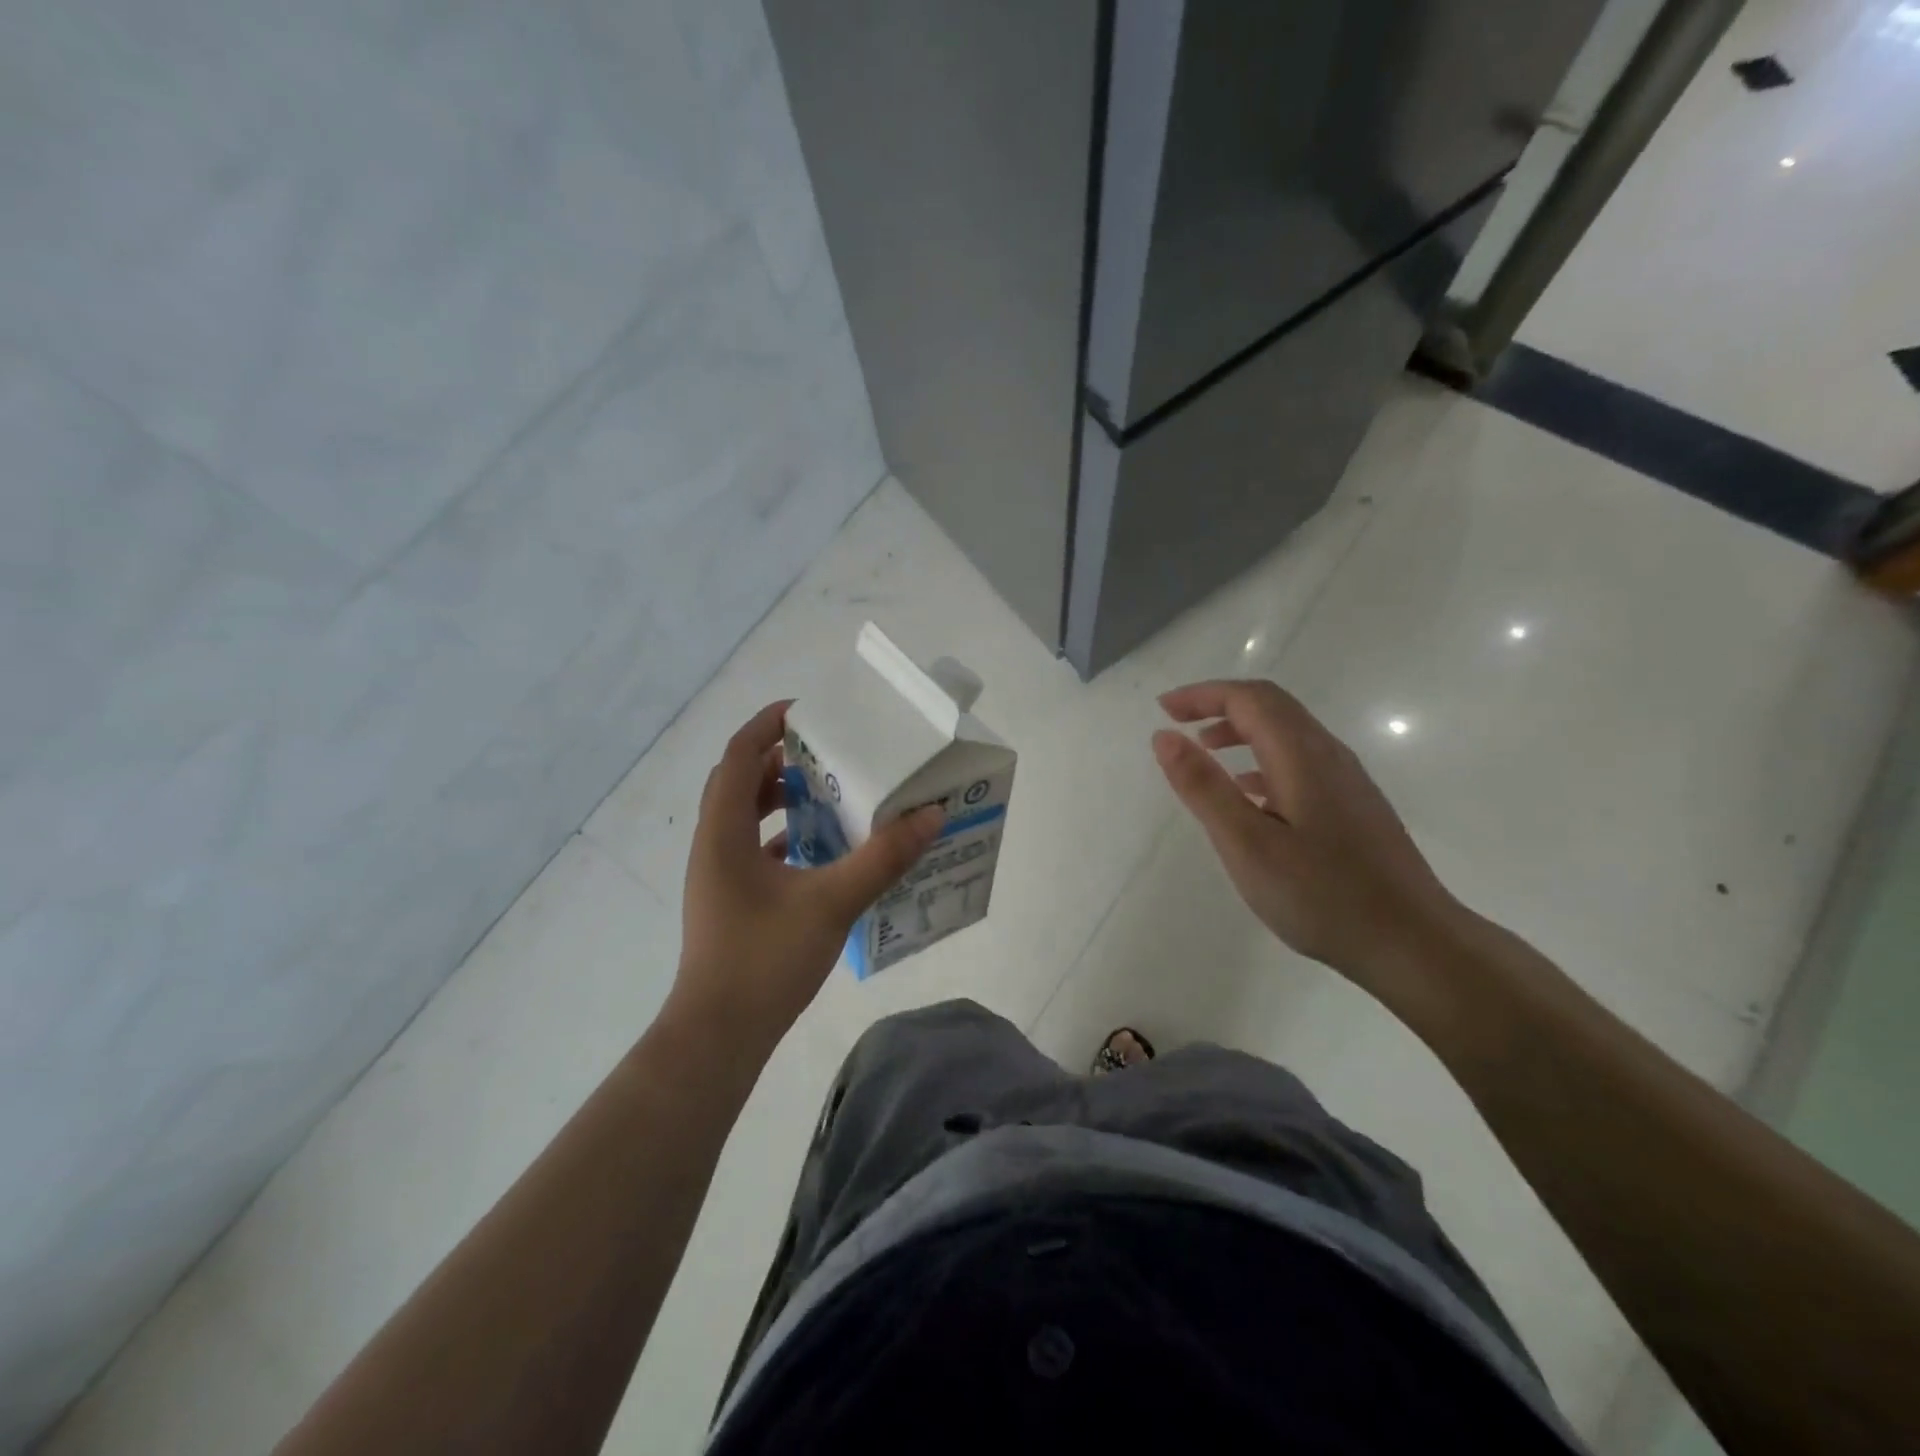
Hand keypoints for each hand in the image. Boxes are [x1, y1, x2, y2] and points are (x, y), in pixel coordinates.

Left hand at [673, 702, 943, 1047]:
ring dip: (780, 799)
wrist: (718, 1036)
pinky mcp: (728, 901)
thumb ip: (883, 857)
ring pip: (744, 817)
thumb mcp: (832, 902)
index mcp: (723, 832)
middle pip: (739, 781)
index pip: (739, 755)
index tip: (806, 712)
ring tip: (828, 796)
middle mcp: (712, 845)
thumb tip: (930, 814)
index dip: (767, 725)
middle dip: (779, 761)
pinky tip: (819, 851)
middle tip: (827, 755)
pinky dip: (781, 837)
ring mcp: (716, 876)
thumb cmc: (764, 959)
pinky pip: (751, 850)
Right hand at [1152, 679, 1465, 993]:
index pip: (1249, 699)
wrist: (1414, 945)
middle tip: (1177, 723)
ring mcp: (1348, 781)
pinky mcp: (1355, 807)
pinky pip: (1301, 761)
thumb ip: (1204, 787)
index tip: (1163, 710)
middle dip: (1220, 704)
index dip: (1202, 695)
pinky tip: (1249, 795)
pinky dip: (1263, 759)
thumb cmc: (1323, 896)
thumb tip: (1165, 736)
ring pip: (1289, 733)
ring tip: (1205, 753)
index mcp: (1302, 756)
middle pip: (1272, 706)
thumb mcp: (1247, 844)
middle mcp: (1329, 756)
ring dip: (1242, 730)